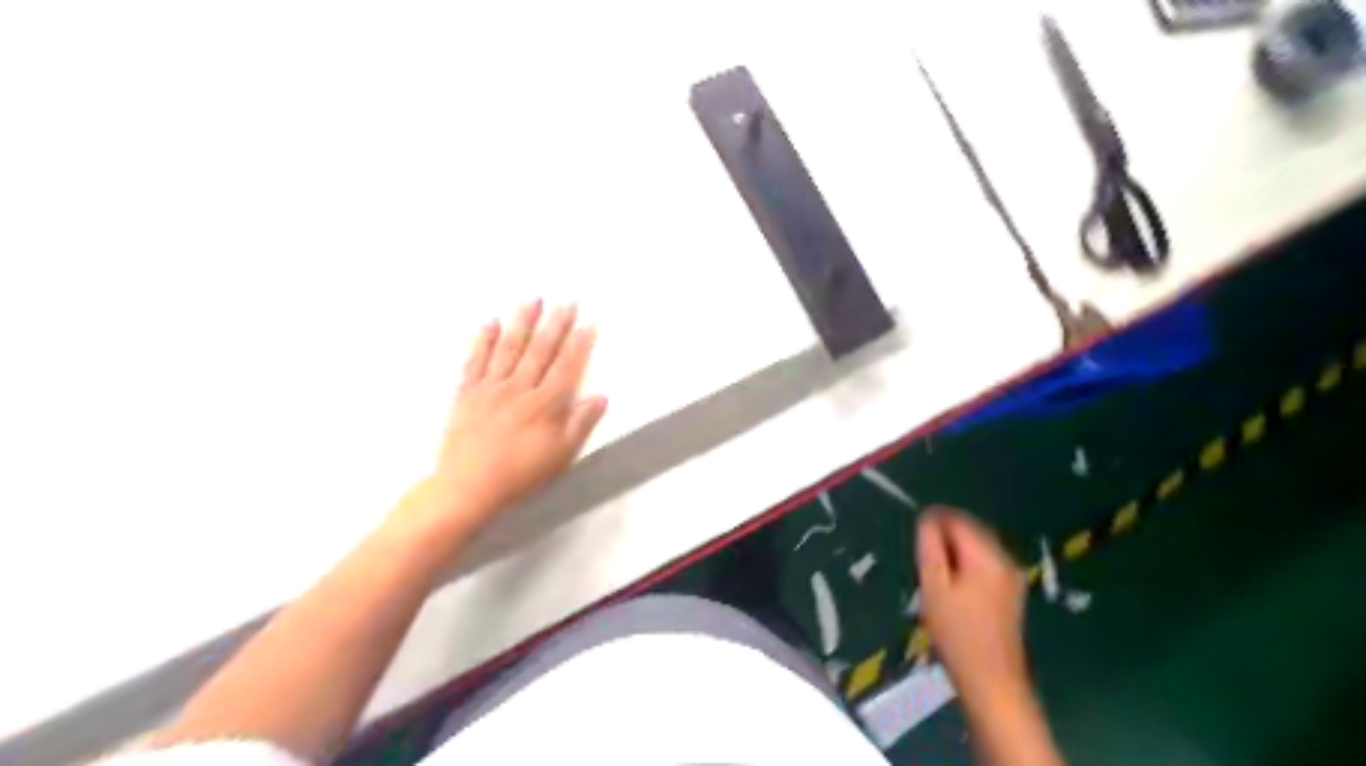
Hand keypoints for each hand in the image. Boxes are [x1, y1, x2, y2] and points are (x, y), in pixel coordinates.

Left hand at [395, 298, 607, 544]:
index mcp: (545, 404)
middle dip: (555, 324)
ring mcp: (490, 388)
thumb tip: (600, 397)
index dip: (579, 344)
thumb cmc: (520, 474)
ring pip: (509, 348)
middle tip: (566, 302)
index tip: (587, 323)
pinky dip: (482, 340)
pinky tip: (490, 323)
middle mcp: (519, 389)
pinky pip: (475, 360)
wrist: (467, 486)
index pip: (566, 367)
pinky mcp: (467, 393)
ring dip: (522, 322)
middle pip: (540, 350)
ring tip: (532, 299)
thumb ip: (581, 423)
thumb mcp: (561, 455)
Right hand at [916, 509, 1023, 705]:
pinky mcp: (1012, 590)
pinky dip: (967, 562)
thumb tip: (927, 519)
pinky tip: (953, 584)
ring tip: (933, 570)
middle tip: (921, 554)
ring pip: (978, 545)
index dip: (934, 519)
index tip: (913, 532)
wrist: (992, 680)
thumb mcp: (933, 587)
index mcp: (987, 556)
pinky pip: (985, 561)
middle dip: (945, 534)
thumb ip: (930, 548)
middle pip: (971, 529)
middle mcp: (1005, 559)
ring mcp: (1012, 575)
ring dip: (955, 549)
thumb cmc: (956, 633)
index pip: (958, 520)